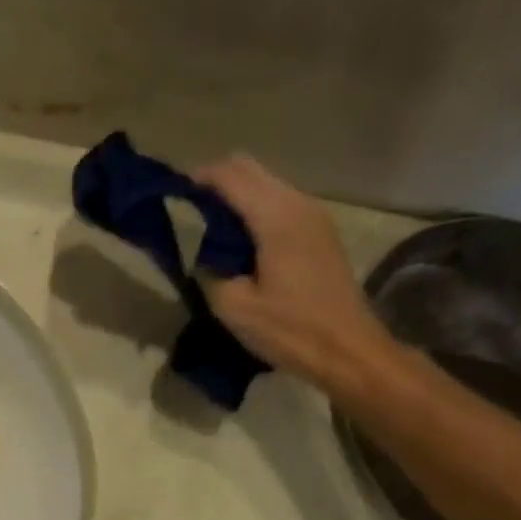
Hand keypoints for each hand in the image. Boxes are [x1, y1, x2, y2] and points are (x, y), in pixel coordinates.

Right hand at [197, 154, 396, 393]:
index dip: (197, 178)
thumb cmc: (290, 330)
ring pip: (266, 182)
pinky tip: (240, 239)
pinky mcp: (320, 231)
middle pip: (250, 168)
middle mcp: (298, 204)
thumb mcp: (234, 307)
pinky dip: (254, 207)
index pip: (230, 176)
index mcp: (276, 218)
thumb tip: (205, 253)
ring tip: (210, 225)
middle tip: (188, 208)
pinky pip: (279, 201)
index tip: (171, 193)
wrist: (349, 351)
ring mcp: (314, 215)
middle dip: (216, 180)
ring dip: (236, 194)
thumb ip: (210, 270)